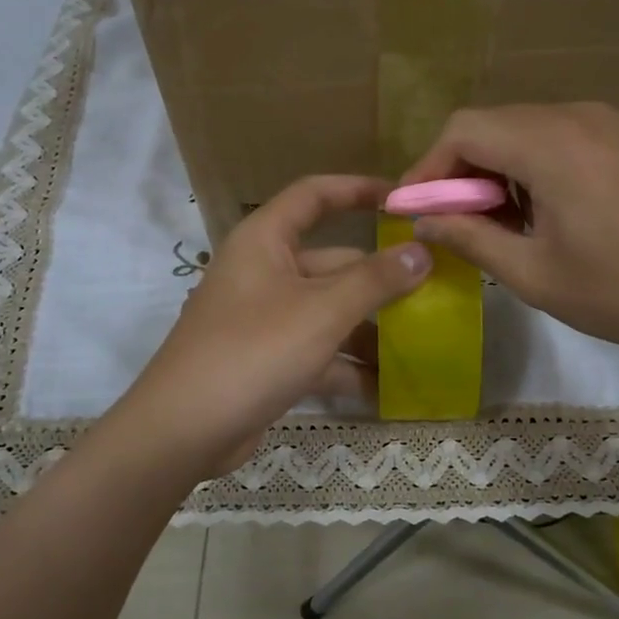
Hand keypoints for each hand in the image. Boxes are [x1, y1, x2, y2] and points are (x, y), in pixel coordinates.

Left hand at [115, 175, 430, 477]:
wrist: (185, 429)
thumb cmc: (254, 350)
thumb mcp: (322, 311)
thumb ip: (375, 280)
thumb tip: (421, 251)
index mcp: (265, 241)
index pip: (314, 196)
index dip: (357, 190)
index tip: (402, 199)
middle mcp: (263, 272)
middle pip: (331, 262)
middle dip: (379, 278)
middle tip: (433, 289)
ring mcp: (264, 319)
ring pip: (327, 311)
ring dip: (368, 328)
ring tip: (421, 342)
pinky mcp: (266, 360)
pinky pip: (316, 351)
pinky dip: (346, 366)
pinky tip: (386, 387)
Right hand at [402, 103, 618, 389]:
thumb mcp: (534, 275)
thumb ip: (471, 238)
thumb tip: (425, 219)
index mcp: (552, 144)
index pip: (465, 128)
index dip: (430, 166)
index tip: (418, 207)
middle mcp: (586, 115)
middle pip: (502, 123)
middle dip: (469, 169)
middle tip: (465, 220)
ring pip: (542, 127)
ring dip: (512, 166)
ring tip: (519, 222)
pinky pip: (583, 136)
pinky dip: (554, 163)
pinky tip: (570, 212)